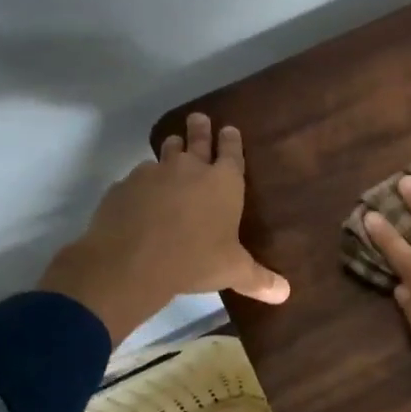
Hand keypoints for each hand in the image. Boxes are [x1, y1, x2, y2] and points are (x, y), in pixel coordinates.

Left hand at [39, 113, 289, 341]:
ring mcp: (154, 173)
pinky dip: (142, 182)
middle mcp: (190, 169)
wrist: (131, 261)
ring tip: (172, 146)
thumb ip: (259, 279)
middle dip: (200, 129)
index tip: (229, 129)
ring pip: (165, 153)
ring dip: (170, 149)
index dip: (231, 140)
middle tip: (199, 118)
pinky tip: (141, 194)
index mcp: (223, 182)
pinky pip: (137, 178)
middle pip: (196, 140)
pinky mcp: (125, 186)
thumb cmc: (195, 260)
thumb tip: (285, 293)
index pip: (231, 152)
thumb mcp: (233, 271)